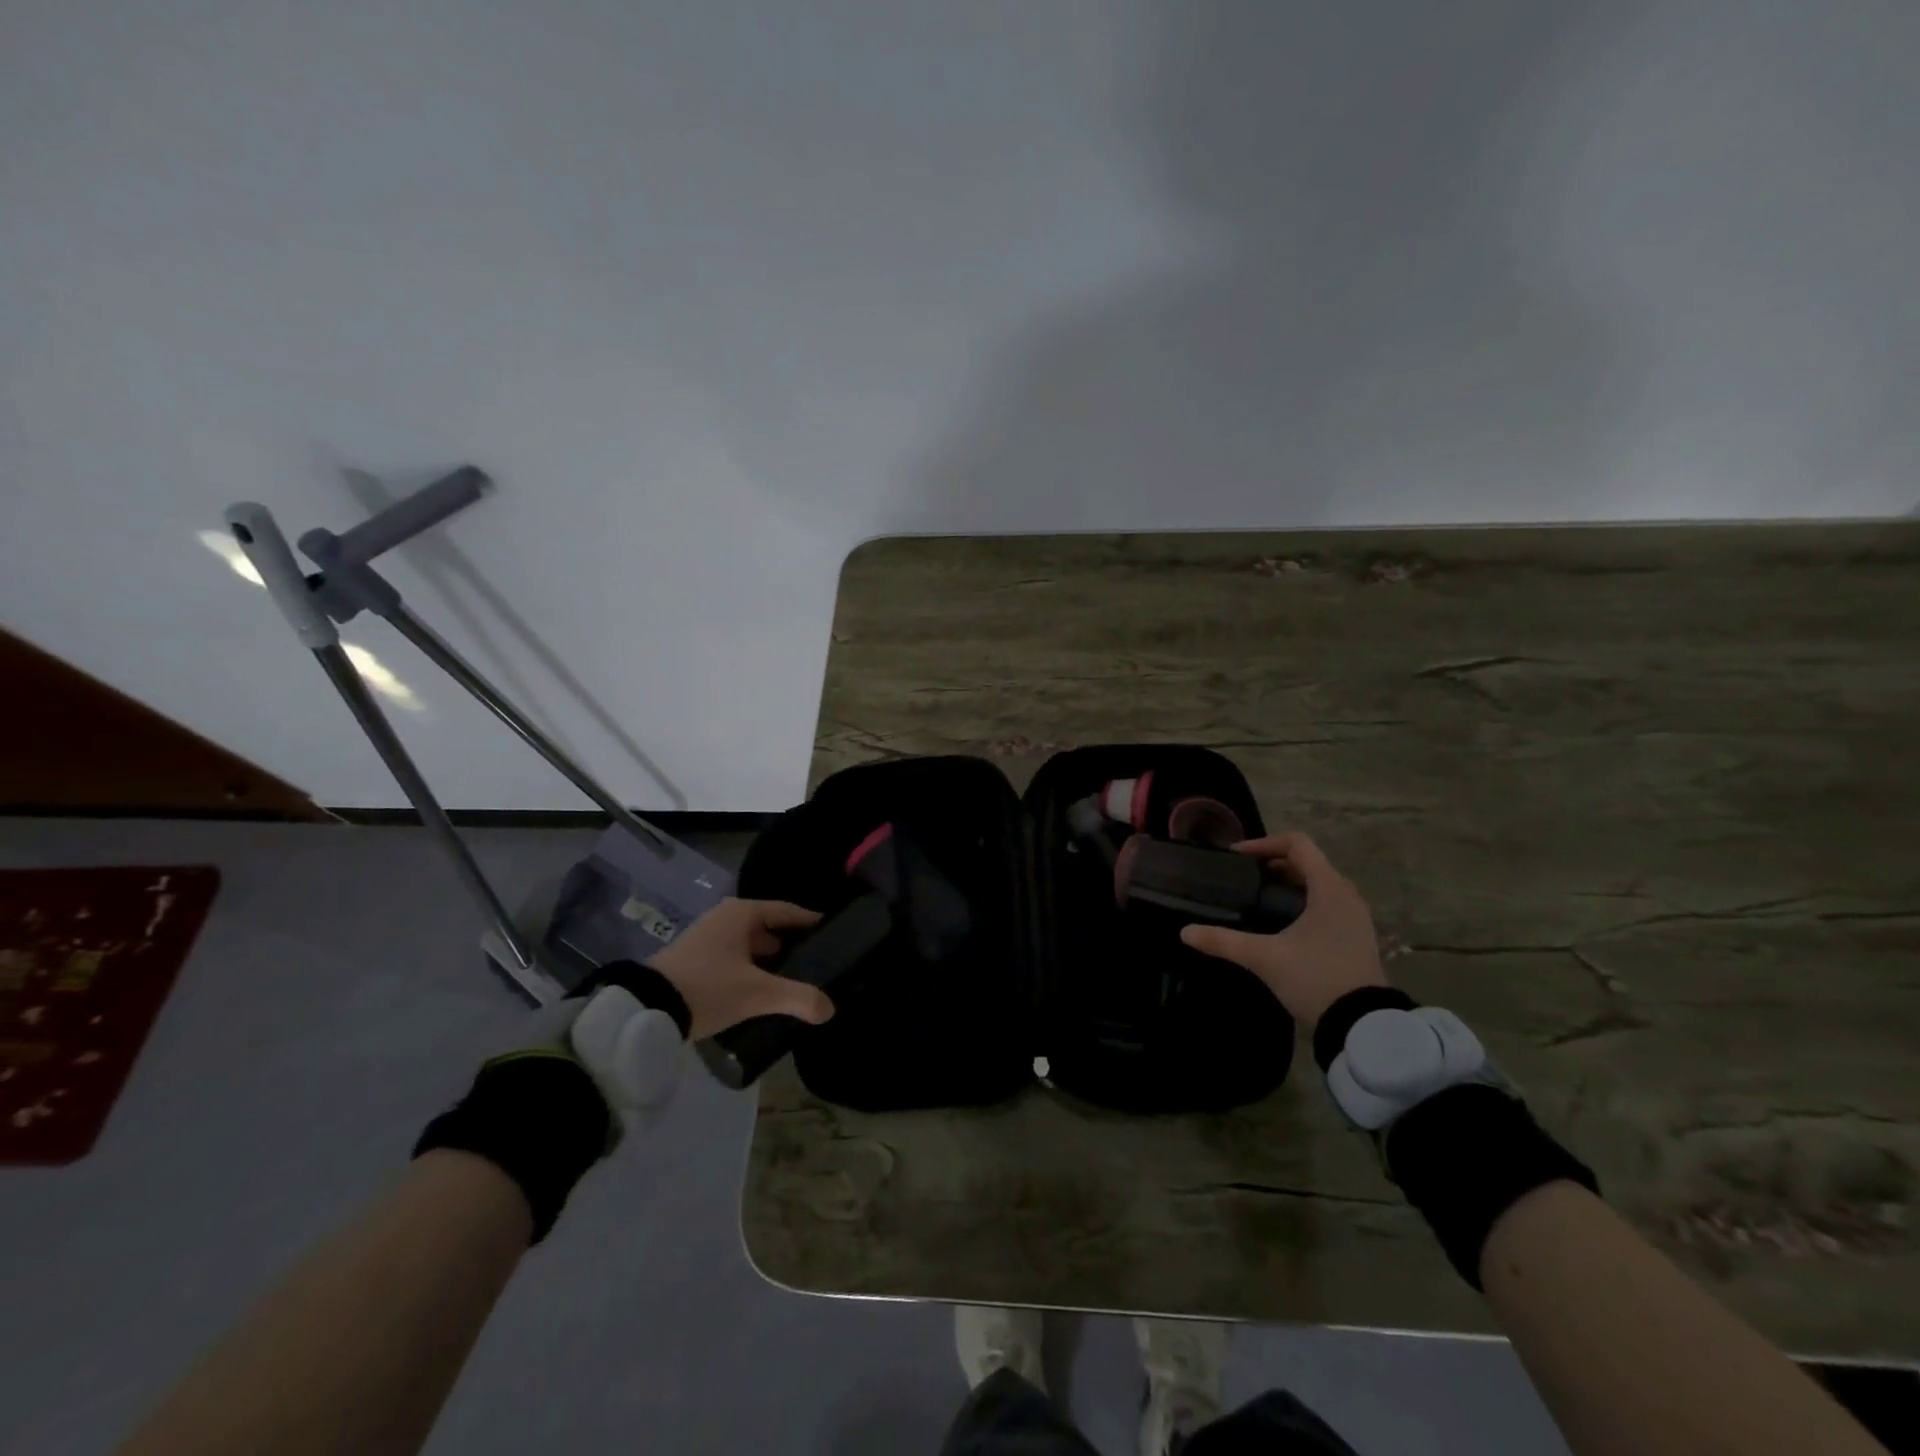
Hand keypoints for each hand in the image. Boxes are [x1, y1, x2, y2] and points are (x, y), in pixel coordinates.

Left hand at [647, 898, 836, 1039]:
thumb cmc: (708, 987)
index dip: (811, 922)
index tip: (834, 933)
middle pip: (770, 928)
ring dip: (771, 961)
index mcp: (742, 913)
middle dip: (793, 945)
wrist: (645, 1009)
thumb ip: (797, 998)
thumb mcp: (757, 993)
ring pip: (751, 945)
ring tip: (797, 980)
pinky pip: (736, 958)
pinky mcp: (696, 959)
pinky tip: (764, 990)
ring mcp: (708, 937)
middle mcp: (726, 918)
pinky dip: (752, 969)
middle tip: (819, 963)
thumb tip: (830, 1008)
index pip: (787, 911)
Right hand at [1180, 831, 1387, 1026]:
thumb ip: (1223, 941)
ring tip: (1256, 898)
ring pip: (1317, 882)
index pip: (1297, 843)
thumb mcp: (1264, 958)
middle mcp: (1346, 894)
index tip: (1236, 858)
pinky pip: (1325, 902)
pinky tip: (1279, 922)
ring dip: (1286, 882)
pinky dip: (1300, 900)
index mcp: (1329, 888)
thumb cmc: (1315, 978)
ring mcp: (1355, 916)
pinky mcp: (1355, 935)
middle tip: (1241, 877)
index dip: (1263, 843)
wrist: (1362, 1026)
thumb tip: (1185, 932)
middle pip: (1306, 861)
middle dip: (1271, 863)